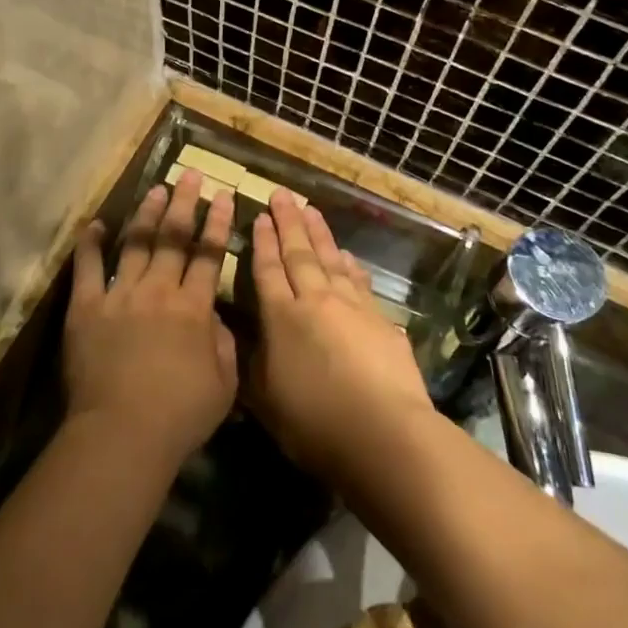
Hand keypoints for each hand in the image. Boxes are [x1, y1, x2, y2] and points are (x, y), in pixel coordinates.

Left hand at [64, 170, 237, 471]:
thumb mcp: (225, 384)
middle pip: (173, 239)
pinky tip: (96, 224)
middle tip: (190, 175)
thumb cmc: (180, 415)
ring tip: (156, 189)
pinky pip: (88, 269)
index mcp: (193, 307)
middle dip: (184, 204)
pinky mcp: (86, 308)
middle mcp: (158, 291)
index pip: (209, 255)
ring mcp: (120, 295)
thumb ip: (225, 344)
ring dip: (147, 215)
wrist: (123, 432)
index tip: (224, 196)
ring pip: (136, 245)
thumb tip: (216, 318)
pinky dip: (91, 244)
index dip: (217, 224)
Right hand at [248, 192, 435, 482]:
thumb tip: (244, 339)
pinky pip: (359, 280)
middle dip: (289, 222)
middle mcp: (315, 301)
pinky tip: (347, 255)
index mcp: (281, 318)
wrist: (384, 433)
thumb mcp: (265, 400)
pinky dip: (350, 264)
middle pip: (299, 253)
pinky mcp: (380, 318)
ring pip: (331, 259)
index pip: (268, 270)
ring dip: (319, 233)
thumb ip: (253, 364)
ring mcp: (351, 306)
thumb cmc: (314, 423)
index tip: (260, 216)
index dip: (262, 242)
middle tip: (282, 194)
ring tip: (310, 209)